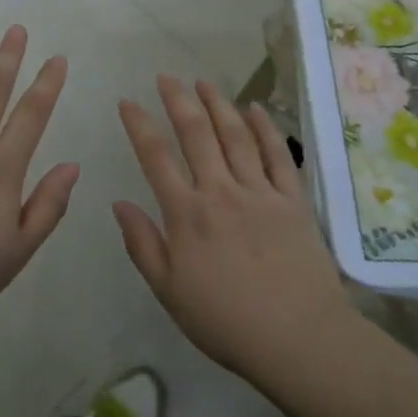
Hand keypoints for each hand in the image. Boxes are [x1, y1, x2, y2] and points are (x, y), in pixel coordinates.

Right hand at [115, 76, 344, 381]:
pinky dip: (265, 129)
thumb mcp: (170, 291)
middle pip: (196, 135)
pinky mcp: (292, 200)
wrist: (299, 339)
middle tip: (166, 76)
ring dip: (218, 104)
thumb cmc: (226, 321)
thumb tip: (118, 202)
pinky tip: (255, 109)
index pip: (156, 157)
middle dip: (178, 101)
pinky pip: (277, 156)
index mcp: (187, 214)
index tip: (127, 101)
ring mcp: (259, 192)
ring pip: (235, 136)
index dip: (139, 125)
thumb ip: (142, 244)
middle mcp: (220, 192)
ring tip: (203, 82)